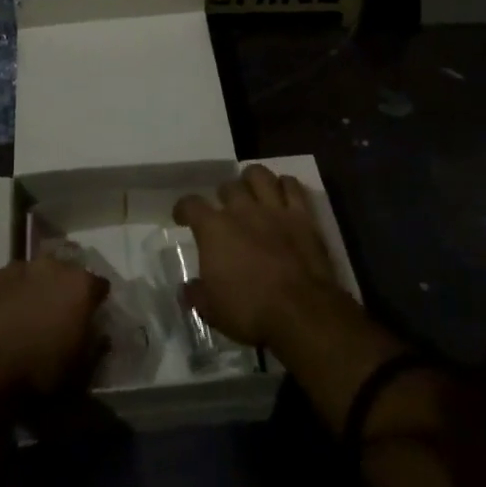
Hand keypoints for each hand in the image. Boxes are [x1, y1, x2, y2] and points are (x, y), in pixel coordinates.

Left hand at [0, 256, 107, 395]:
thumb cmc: (38, 373)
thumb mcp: (80, 372)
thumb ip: (95, 346)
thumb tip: (100, 334)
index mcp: (80, 285)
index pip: (99, 286)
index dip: (95, 303)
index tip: (89, 320)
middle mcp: (51, 266)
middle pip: (64, 274)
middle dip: (63, 291)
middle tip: (56, 318)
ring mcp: (16, 268)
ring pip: (32, 275)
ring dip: (33, 291)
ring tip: (25, 319)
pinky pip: (4, 284)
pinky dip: (6, 297)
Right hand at [173, 164, 341, 349]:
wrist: (301, 311)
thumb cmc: (250, 311)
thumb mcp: (212, 310)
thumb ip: (196, 294)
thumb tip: (186, 288)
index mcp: (214, 229)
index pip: (191, 204)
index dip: (183, 208)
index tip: (182, 217)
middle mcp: (242, 210)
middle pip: (228, 186)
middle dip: (224, 195)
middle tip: (226, 210)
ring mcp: (274, 209)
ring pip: (259, 175)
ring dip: (253, 180)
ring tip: (252, 192)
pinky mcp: (303, 216)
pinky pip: (292, 186)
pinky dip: (286, 185)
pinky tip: (283, 194)